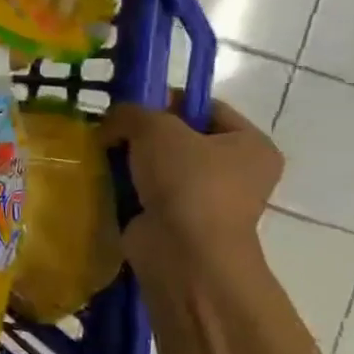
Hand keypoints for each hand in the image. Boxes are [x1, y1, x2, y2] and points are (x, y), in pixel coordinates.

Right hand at [98, 97, 282, 263]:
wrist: (183, 252)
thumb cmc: (186, 181)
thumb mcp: (155, 128)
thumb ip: (131, 113)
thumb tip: (112, 122)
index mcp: (250, 144)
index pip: (206, 107)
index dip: (167, 100)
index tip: (131, 105)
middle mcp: (237, 172)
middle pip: (180, 137)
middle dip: (142, 133)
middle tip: (111, 130)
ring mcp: (207, 201)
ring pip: (160, 167)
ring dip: (132, 161)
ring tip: (102, 154)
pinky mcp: (178, 222)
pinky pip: (148, 193)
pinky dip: (127, 187)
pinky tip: (105, 180)